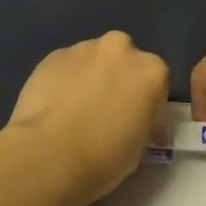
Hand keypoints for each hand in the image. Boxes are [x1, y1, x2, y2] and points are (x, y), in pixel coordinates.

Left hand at [0, 31, 169, 205]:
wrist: (49, 154)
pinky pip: (67, 67)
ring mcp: (83, 48)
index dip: (148, 106)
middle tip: (107, 111)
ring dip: (91, 78)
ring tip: (77, 109)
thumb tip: (133, 122)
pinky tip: (56, 106)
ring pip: (93, 60)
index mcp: (151, 71)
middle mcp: (120, 49)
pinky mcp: (53, 55)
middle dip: (118, 80)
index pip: (156, 84)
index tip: (138, 126)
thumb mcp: (139, 147)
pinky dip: (65, 81)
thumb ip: (141, 123)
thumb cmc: (104, 157)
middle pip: (124, 61)